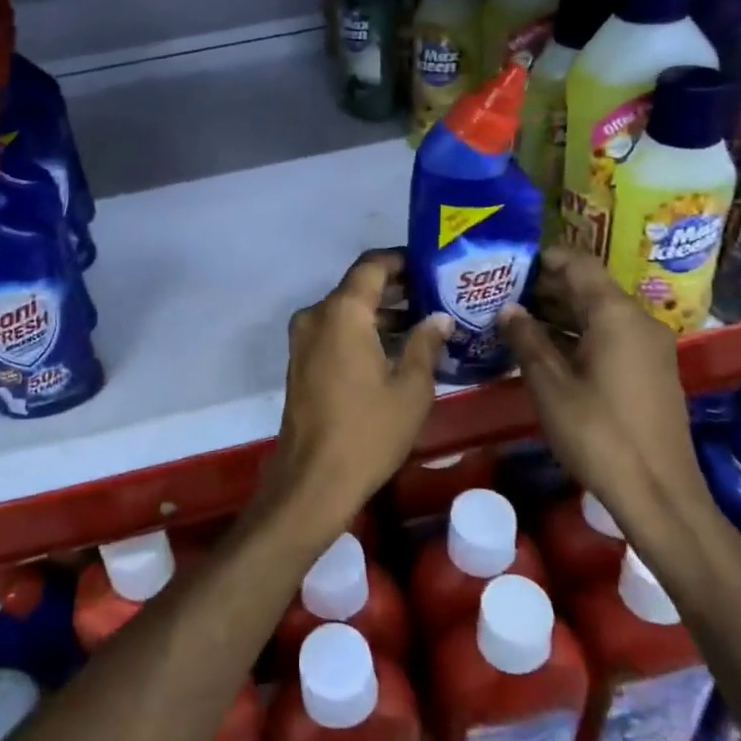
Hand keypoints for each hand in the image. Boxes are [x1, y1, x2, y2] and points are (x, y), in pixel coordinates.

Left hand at [261, 250, 450, 534]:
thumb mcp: (411, 388)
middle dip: (396, 288)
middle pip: (358, 287)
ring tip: (425, 323)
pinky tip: (396, 349)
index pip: (372, 265)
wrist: (313, 480)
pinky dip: (362, 332)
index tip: (431, 265)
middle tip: (437, 294)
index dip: (402, 260)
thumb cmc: (368, 431)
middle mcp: (316, 315)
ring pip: (346, 311)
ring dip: (380, 313)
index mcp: (342, 311)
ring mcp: (303, 339)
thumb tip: (440, 317)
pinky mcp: (301, 361)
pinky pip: (335, 332)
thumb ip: (426, 343)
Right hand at [497, 248, 710, 550]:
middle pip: (588, 287)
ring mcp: (648, 347)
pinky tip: (544, 350)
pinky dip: (577, 335)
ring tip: (514, 320)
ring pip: (598, 313)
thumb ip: (526, 339)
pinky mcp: (650, 371)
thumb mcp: (550, 385)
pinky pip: (609, 336)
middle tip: (501, 293)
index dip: (542, 258)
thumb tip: (508, 308)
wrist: (660, 495)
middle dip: (545, 287)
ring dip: (558, 313)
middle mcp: (638, 321)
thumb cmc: (599, 434)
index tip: (507, 263)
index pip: (578, 263)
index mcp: (616, 315)